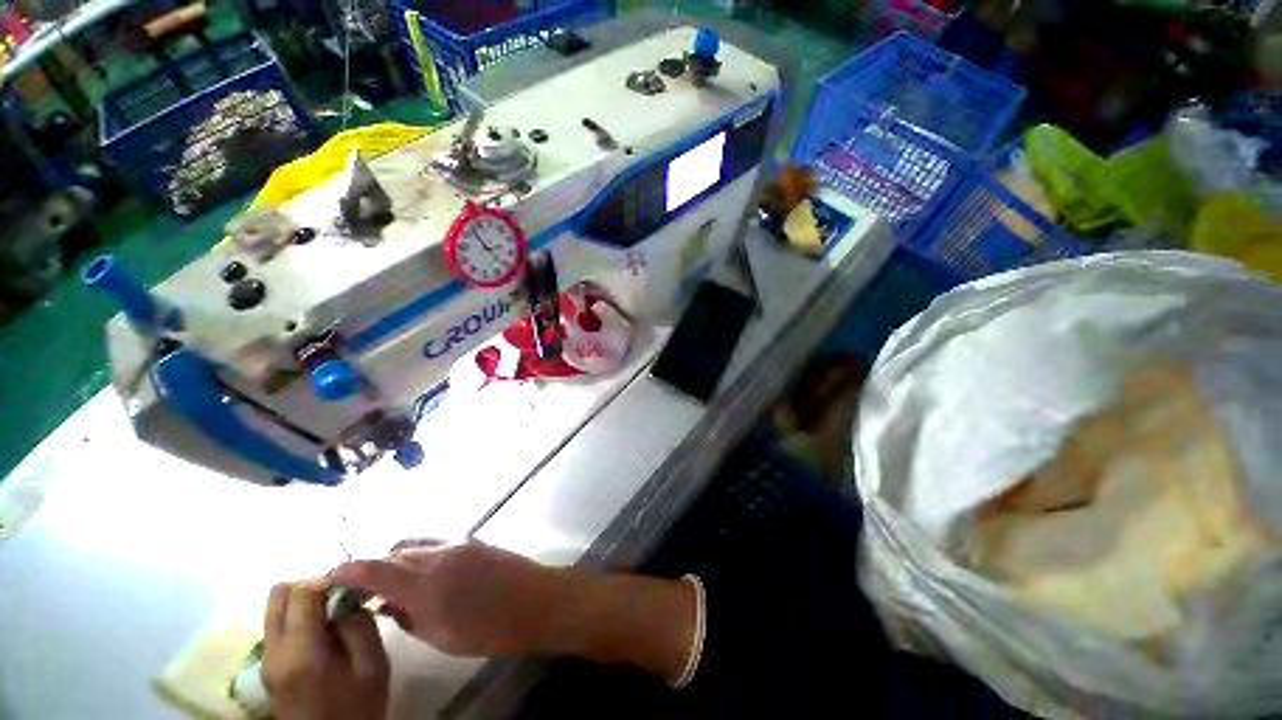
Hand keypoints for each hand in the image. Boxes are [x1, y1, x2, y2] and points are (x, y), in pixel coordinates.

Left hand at [263, 581, 389, 719]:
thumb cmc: (358, 706)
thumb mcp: (373, 664)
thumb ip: (360, 624)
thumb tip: (347, 599)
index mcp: (300, 652)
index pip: (301, 591)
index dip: (329, 577)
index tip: (355, 581)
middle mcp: (274, 651)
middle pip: (278, 593)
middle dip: (312, 583)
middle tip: (342, 592)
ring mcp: (267, 659)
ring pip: (276, 607)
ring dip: (306, 599)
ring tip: (337, 609)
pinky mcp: (269, 665)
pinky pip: (280, 624)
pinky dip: (301, 614)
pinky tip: (326, 627)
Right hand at [329, 541, 697, 683]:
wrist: (536, 600)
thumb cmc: (489, 628)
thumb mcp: (440, 635)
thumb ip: (408, 616)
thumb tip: (386, 603)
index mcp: (425, 582)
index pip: (373, 568)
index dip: (346, 570)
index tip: (329, 577)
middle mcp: (438, 553)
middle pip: (394, 553)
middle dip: (375, 568)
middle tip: (366, 590)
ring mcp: (459, 542)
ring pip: (415, 544)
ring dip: (399, 560)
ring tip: (396, 584)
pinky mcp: (473, 540)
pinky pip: (436, 543)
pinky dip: (421, 556)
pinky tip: (425, 576)